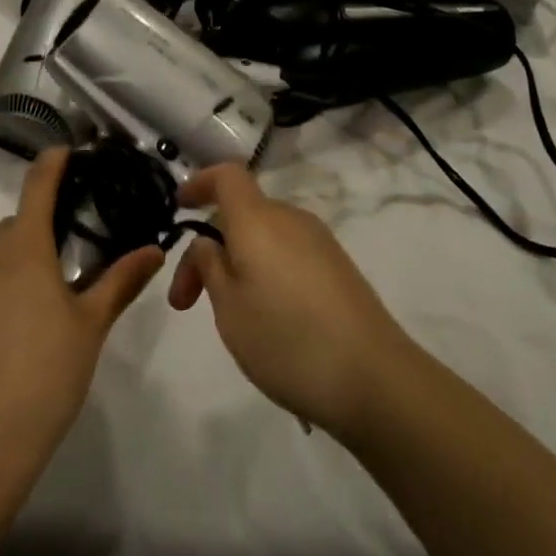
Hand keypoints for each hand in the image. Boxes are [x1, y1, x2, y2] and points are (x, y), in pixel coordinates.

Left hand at [0, 147, 163, 482]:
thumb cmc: (46, 376)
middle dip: (34, 235)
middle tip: (59, 270)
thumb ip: (121, 282)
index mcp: (24, 249)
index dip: (52, 164)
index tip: (63, 153)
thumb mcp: (91, 327)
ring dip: (7, 271)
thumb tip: (154, 249)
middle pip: (12, 229)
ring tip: (29, 316)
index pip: (38, 186)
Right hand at [168, 163, 414, 439]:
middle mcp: (290, 219)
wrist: (376, 381)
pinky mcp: (339, 270)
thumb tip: (208, 242)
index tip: (179, 208)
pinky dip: (265, 273)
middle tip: (187, 301)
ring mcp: (320, 243)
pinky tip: (267, 319)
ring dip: (236, 263)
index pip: (227, 175)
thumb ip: (209, 265)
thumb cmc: (288, 340)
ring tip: (227, 316)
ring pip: (264, 237)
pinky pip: (288, 255)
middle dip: (209, 247)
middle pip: (241, 212)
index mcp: (258, 218)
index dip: (199, 183)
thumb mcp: (228, 307)